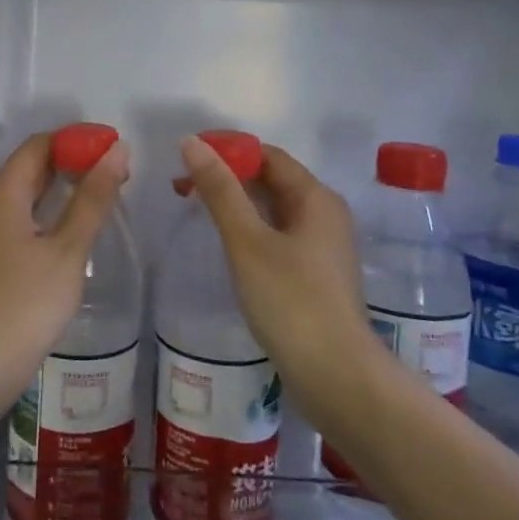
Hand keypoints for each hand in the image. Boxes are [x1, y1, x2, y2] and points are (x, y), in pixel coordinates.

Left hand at [0, 132, 129, 438]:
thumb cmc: (28, 302)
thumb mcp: (68, 248)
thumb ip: (93, 197)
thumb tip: (117, 150)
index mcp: (3, 191)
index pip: (41, 143)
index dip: (77, 139)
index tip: (114, 146)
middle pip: (32, 163)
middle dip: (74, 160)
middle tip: (117, 169)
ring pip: (28, 189)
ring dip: (64, 184)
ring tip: (104, 191)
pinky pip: (23, 212)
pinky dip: (51, 207)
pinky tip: (75, 223)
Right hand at [178, 135, 376, 414]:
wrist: (336, 377)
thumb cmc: (291, 301)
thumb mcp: (247, 241)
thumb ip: (219, 190)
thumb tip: (192, 142)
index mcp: (315, 197)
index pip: (267, 155)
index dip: (227, 150)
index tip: (186, 159)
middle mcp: (325, 214)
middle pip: (271, 179)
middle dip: (228, 177)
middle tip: (182, 187)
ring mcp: (323, 247)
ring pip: (274, 209)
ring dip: (237, 203)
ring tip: (196, 211)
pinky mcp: (316, 275)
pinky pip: (278, 235)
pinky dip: (250, 229)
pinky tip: (227, 244)